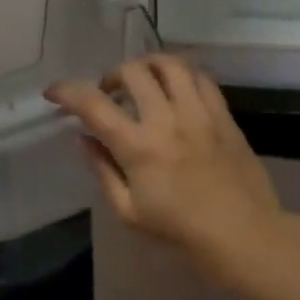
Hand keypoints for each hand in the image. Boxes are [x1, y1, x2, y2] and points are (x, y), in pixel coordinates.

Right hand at [46, 53, 283, 284]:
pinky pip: (201, 77)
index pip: (94, 105)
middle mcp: (166, 120)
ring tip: (143, 79)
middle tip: (110, 92)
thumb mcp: (129, 212)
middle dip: (112, 75)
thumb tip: (84, 140)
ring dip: (147, 65)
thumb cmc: (181, 230)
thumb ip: (102, 171)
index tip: (54, 92)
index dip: (68, 92)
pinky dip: (181, 75)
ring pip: (169, 64)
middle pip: (133, 72)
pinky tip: (176, 88)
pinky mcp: (223, 114)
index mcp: (138, 147)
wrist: (245, 235)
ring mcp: (198, 113)